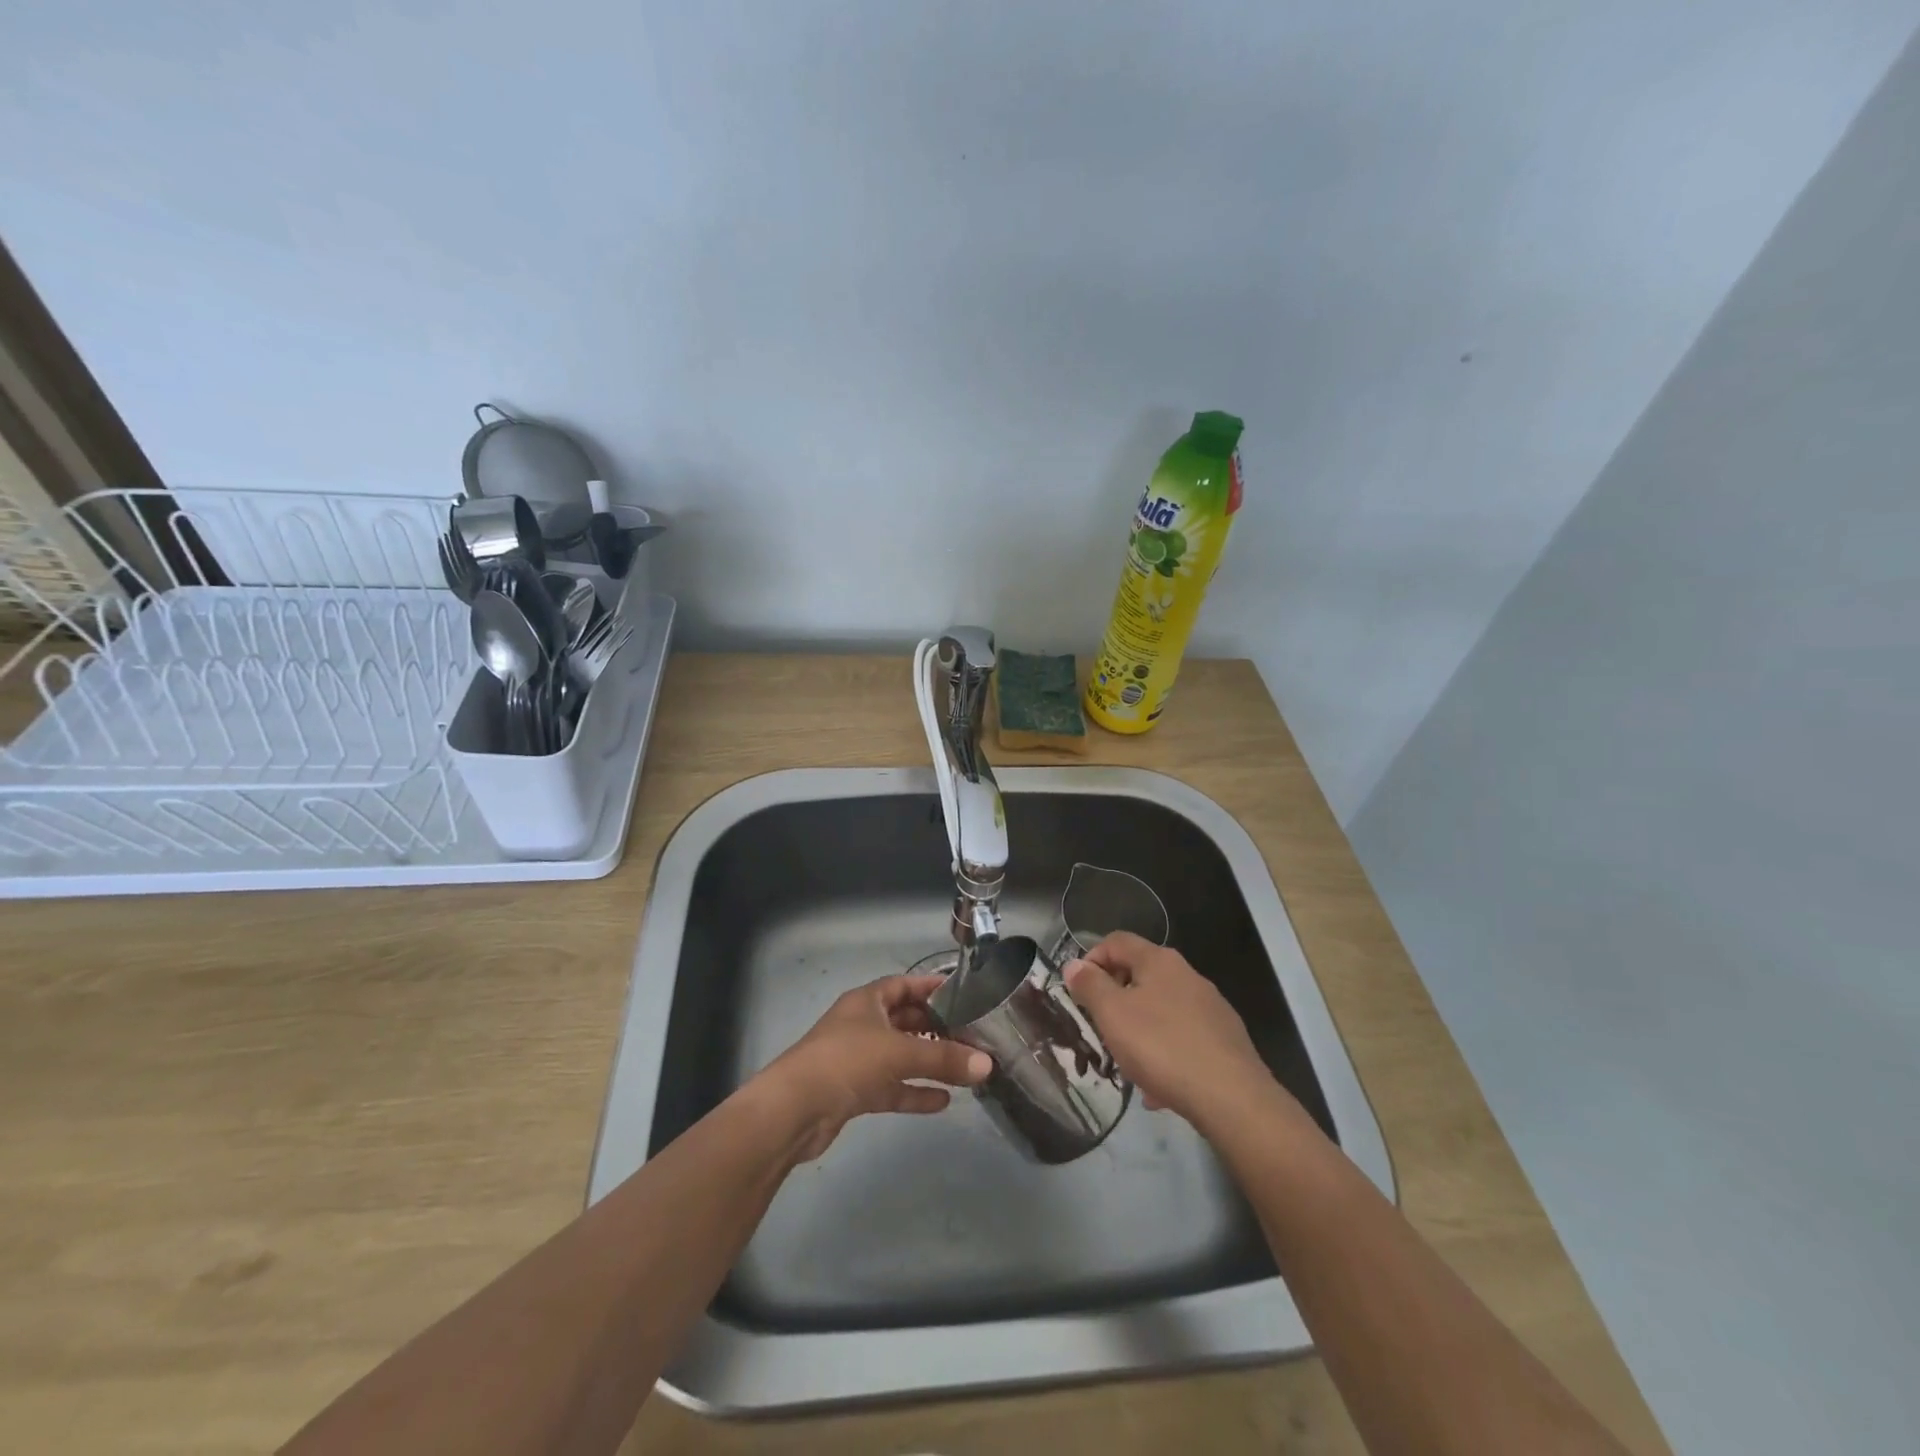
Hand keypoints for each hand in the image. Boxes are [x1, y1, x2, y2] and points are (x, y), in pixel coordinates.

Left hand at [754, 974, 992, 1161]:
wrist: (794, 1110)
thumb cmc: (846, 1061)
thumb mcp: (899, 1052)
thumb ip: (944, 1058)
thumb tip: (988, 1064)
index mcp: (867, 1001)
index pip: (904, 985)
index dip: (932, 987)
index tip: (964, 994)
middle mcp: (862, 1025)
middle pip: (906, 1021)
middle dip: (937, 1028)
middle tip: (973, 1036)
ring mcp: (857, 1060)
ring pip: (901, 1056)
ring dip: (929, 1062)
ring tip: (965, 1069)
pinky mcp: (854, 1092)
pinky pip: (892, 1087)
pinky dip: (914, 1091)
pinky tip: (942, 1101)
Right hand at [1063, 933, 1274, 1125]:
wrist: (1232, 1097)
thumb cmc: (1162, 1047)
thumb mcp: (1112, 1014)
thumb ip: (1090, 986)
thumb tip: (1074, 965)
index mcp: (1159, 960)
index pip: (1116, 941)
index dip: (1091, 959)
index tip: (1079, 991)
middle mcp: (1187, 974)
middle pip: (1140, 974)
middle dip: (1115, 999)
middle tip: (1100, 1028)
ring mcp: (1210, 1006)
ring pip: (1161, 1010)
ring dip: (1139, 1030)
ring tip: (1128, 1065)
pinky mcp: (1225, 1038)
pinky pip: (1182, 1037)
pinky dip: (1165, 1053)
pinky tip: (1159, 1088)